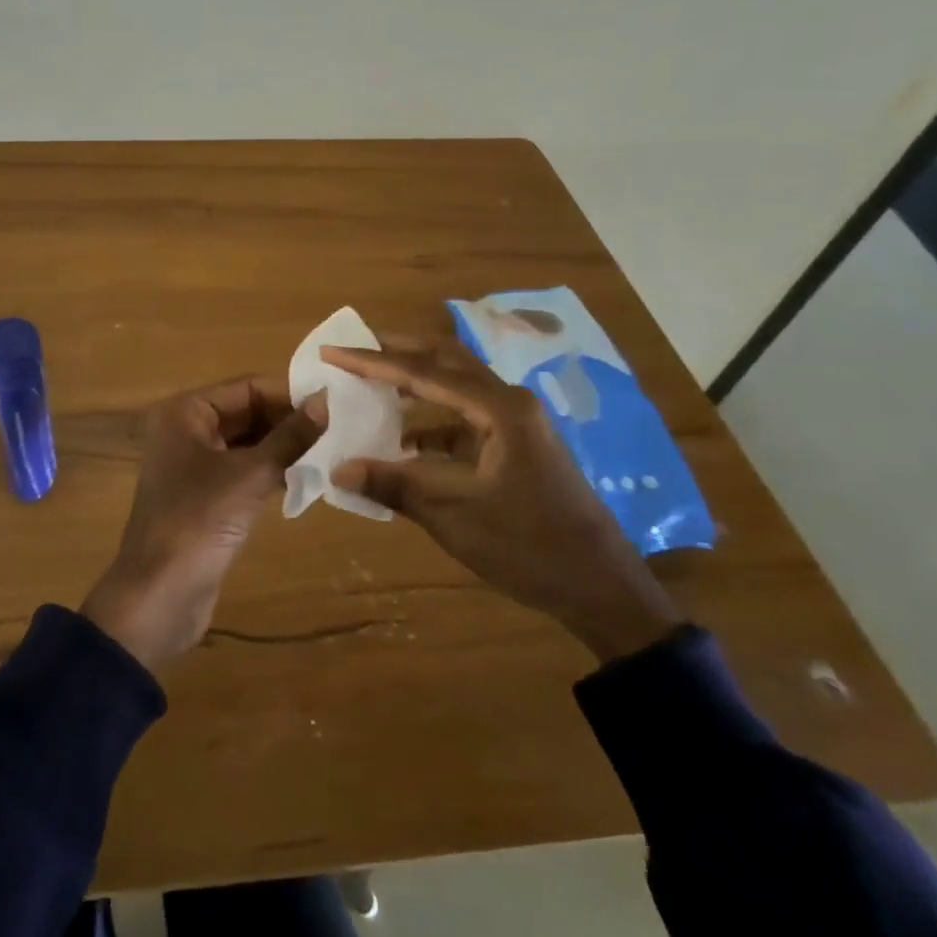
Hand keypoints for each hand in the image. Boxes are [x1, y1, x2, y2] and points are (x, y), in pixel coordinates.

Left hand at [82, 377, 326, 672]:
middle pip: (246, 412)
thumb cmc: (198, 522)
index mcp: (185, 412)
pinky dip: (271, 471)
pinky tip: (307, 477)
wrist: (158, 597)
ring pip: (247, 443)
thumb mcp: (250, 475)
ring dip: (283, 446)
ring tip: (332, 450)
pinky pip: (243, 470)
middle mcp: (185, 430)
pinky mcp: (204, 497)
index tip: (334, 402)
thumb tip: (326, 401)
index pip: (246, 387)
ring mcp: (193, 465)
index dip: (289, 393)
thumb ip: (290, 437)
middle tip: (339, 428)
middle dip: (288, 420)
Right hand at [323, 337, 682, 662]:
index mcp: (500, 410)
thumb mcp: (455, 518)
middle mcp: (510, 404)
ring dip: (417, 382)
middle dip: (399, 351)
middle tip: (356, 347)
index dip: (373, 362)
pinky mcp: (519, 448)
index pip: (423, 373)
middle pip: (447, 361)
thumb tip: (339, 470)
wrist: (603, 589)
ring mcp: (518, 425)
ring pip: (458, 386)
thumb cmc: (531, 548)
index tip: (333, 351)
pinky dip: (433, 423)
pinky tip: (406, 441)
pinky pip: (467, 419)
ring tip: (374, 382)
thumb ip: (395, 486)